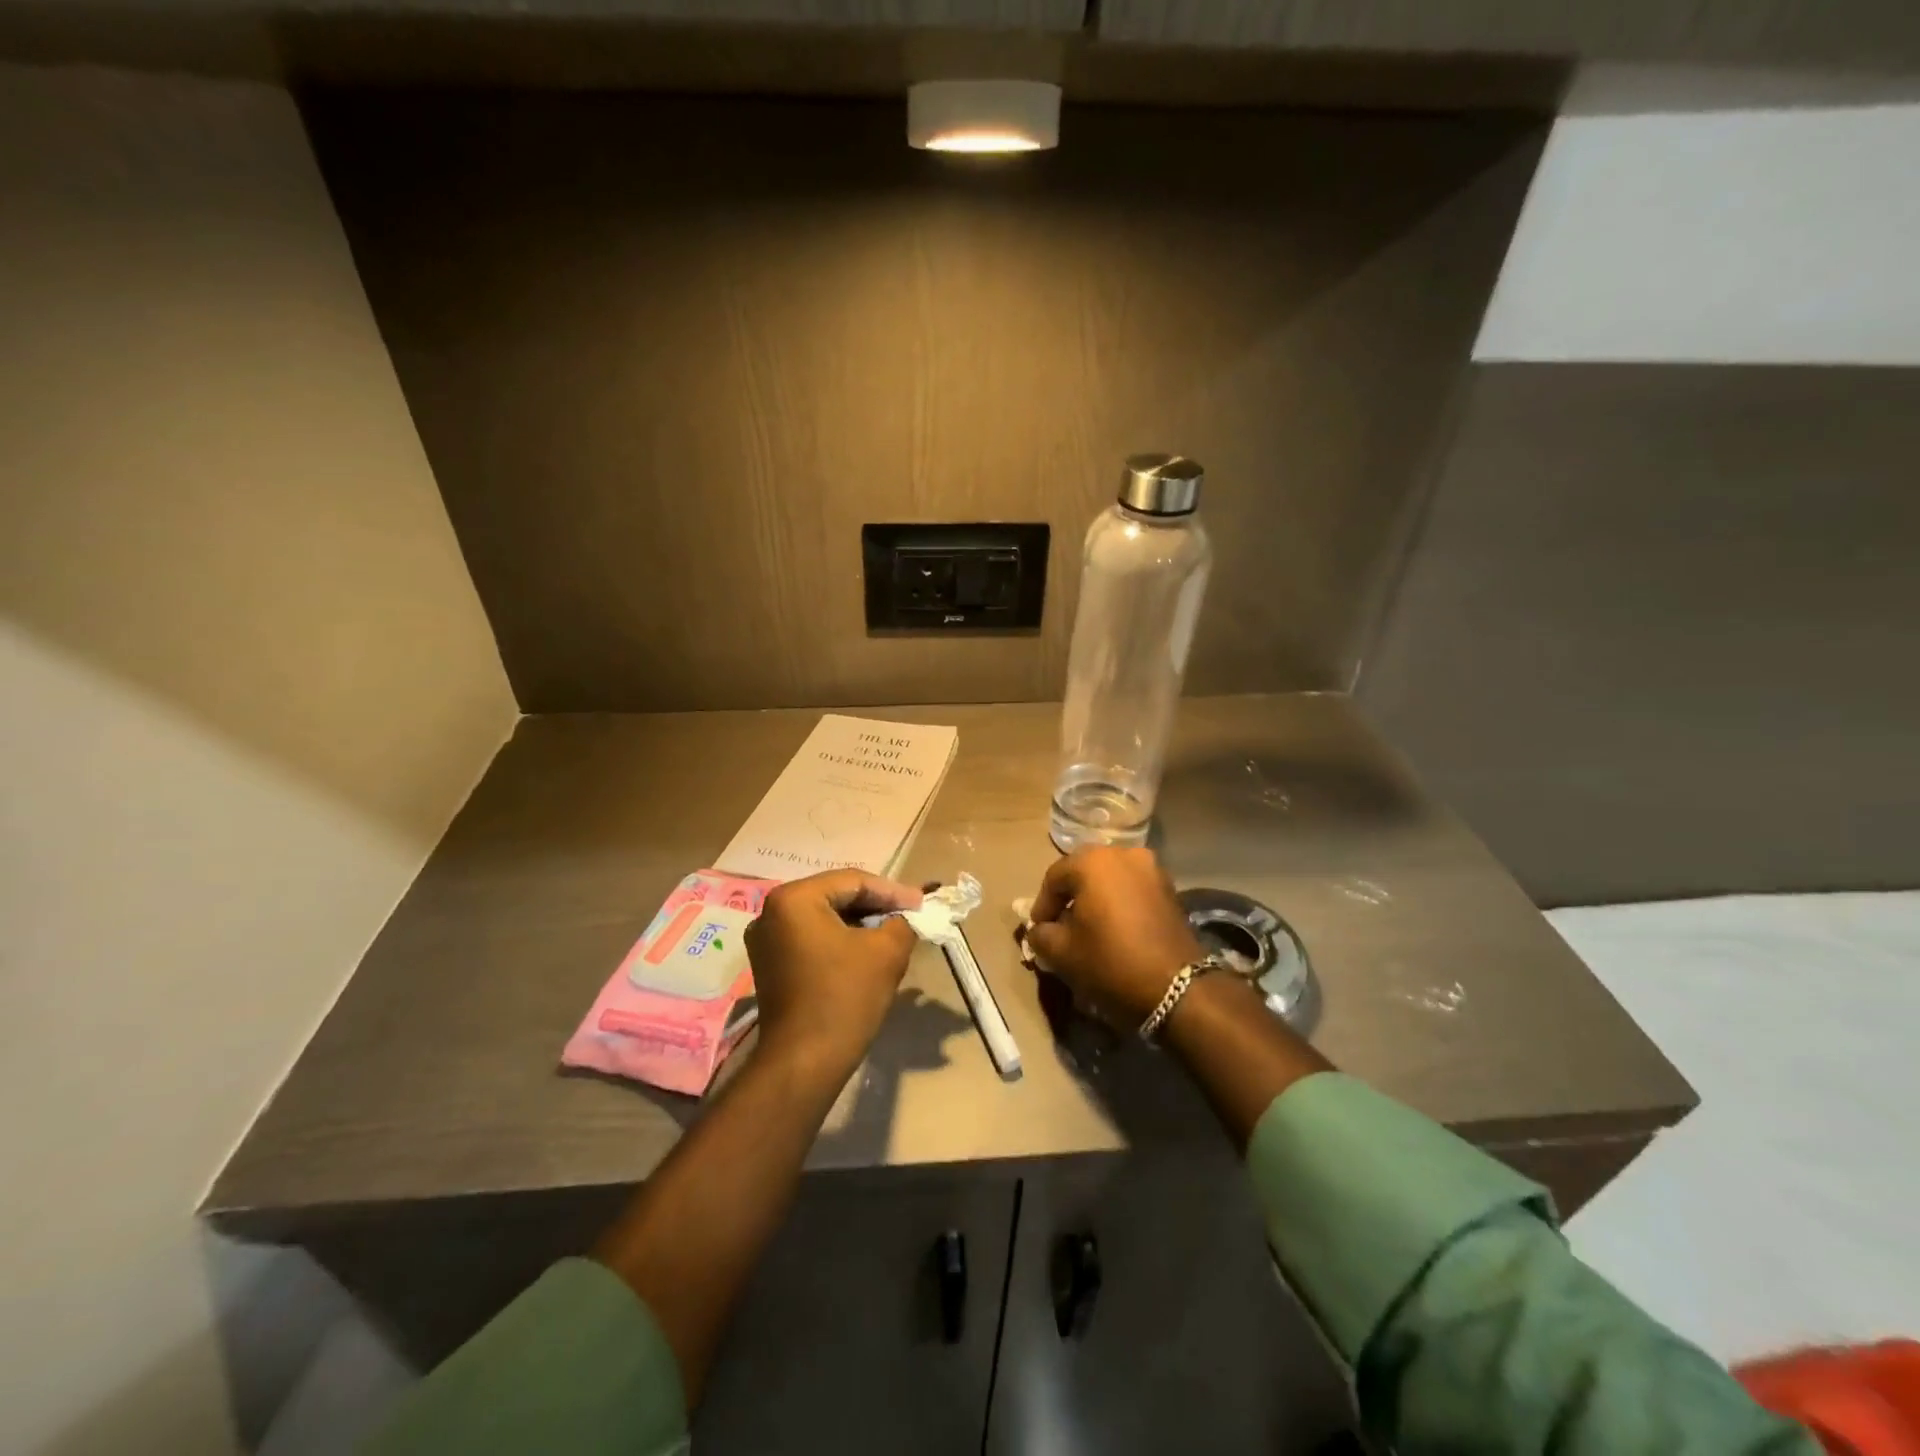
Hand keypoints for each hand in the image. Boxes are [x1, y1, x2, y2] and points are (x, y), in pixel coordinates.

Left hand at [745, 870, 922, 1078]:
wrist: (804, 1063)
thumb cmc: (845, 998)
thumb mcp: (887, 951)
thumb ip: (902, 921)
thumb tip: (908, 915)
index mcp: (794, 898)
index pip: (853, 881)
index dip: (892, 892)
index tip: (923, 903)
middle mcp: (771, 912)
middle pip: (835, 896)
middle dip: (875, 905)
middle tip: (910, 914)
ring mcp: (765, 940)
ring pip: (824, 918)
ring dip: (859, 923)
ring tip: (894, 930)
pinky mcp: (769, 965)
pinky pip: (811, 939)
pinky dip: (840, 940)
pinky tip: (866, 950)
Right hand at [1025, 848, 1202, 1031]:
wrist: (1177, 988)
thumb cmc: (1111, 962)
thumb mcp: (1062, 952)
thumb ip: (1041, 934)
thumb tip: (1040, 929)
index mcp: (1093, 862)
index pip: (1054, 877)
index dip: (1042, 905)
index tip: (1039, 930)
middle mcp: (1123, 854)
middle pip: (1084, 872)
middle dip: (1069, 897)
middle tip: (1059, 926)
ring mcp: (1151, 868)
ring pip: (1110, 878)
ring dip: (1095, 898)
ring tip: (1088, 927)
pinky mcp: (1169, 888)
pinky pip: (1132, 888)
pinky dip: (1119, 902)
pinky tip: (1115, 928)